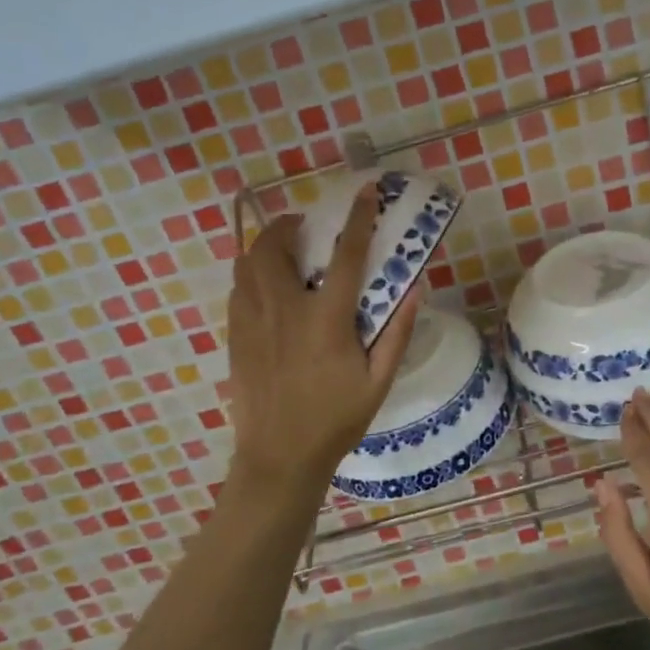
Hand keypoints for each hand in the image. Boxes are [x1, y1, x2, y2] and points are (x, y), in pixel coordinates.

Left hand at [223, 186, 419, 520]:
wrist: (279, 457)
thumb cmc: (336, 420)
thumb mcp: (378, 381)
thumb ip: (397, 333)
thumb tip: (415, 290)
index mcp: (325, 320)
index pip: (345, 255)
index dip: (358, 218)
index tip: (366, 191)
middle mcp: (284, 311)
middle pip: (274, 246)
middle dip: (290, 225)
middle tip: (308, 229)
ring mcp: (252, 322)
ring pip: (247, 262)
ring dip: (267, 246)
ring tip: (287, 253)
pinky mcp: (235, 336)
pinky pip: (237, 288)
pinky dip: (252, 274)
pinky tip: (269, 289)